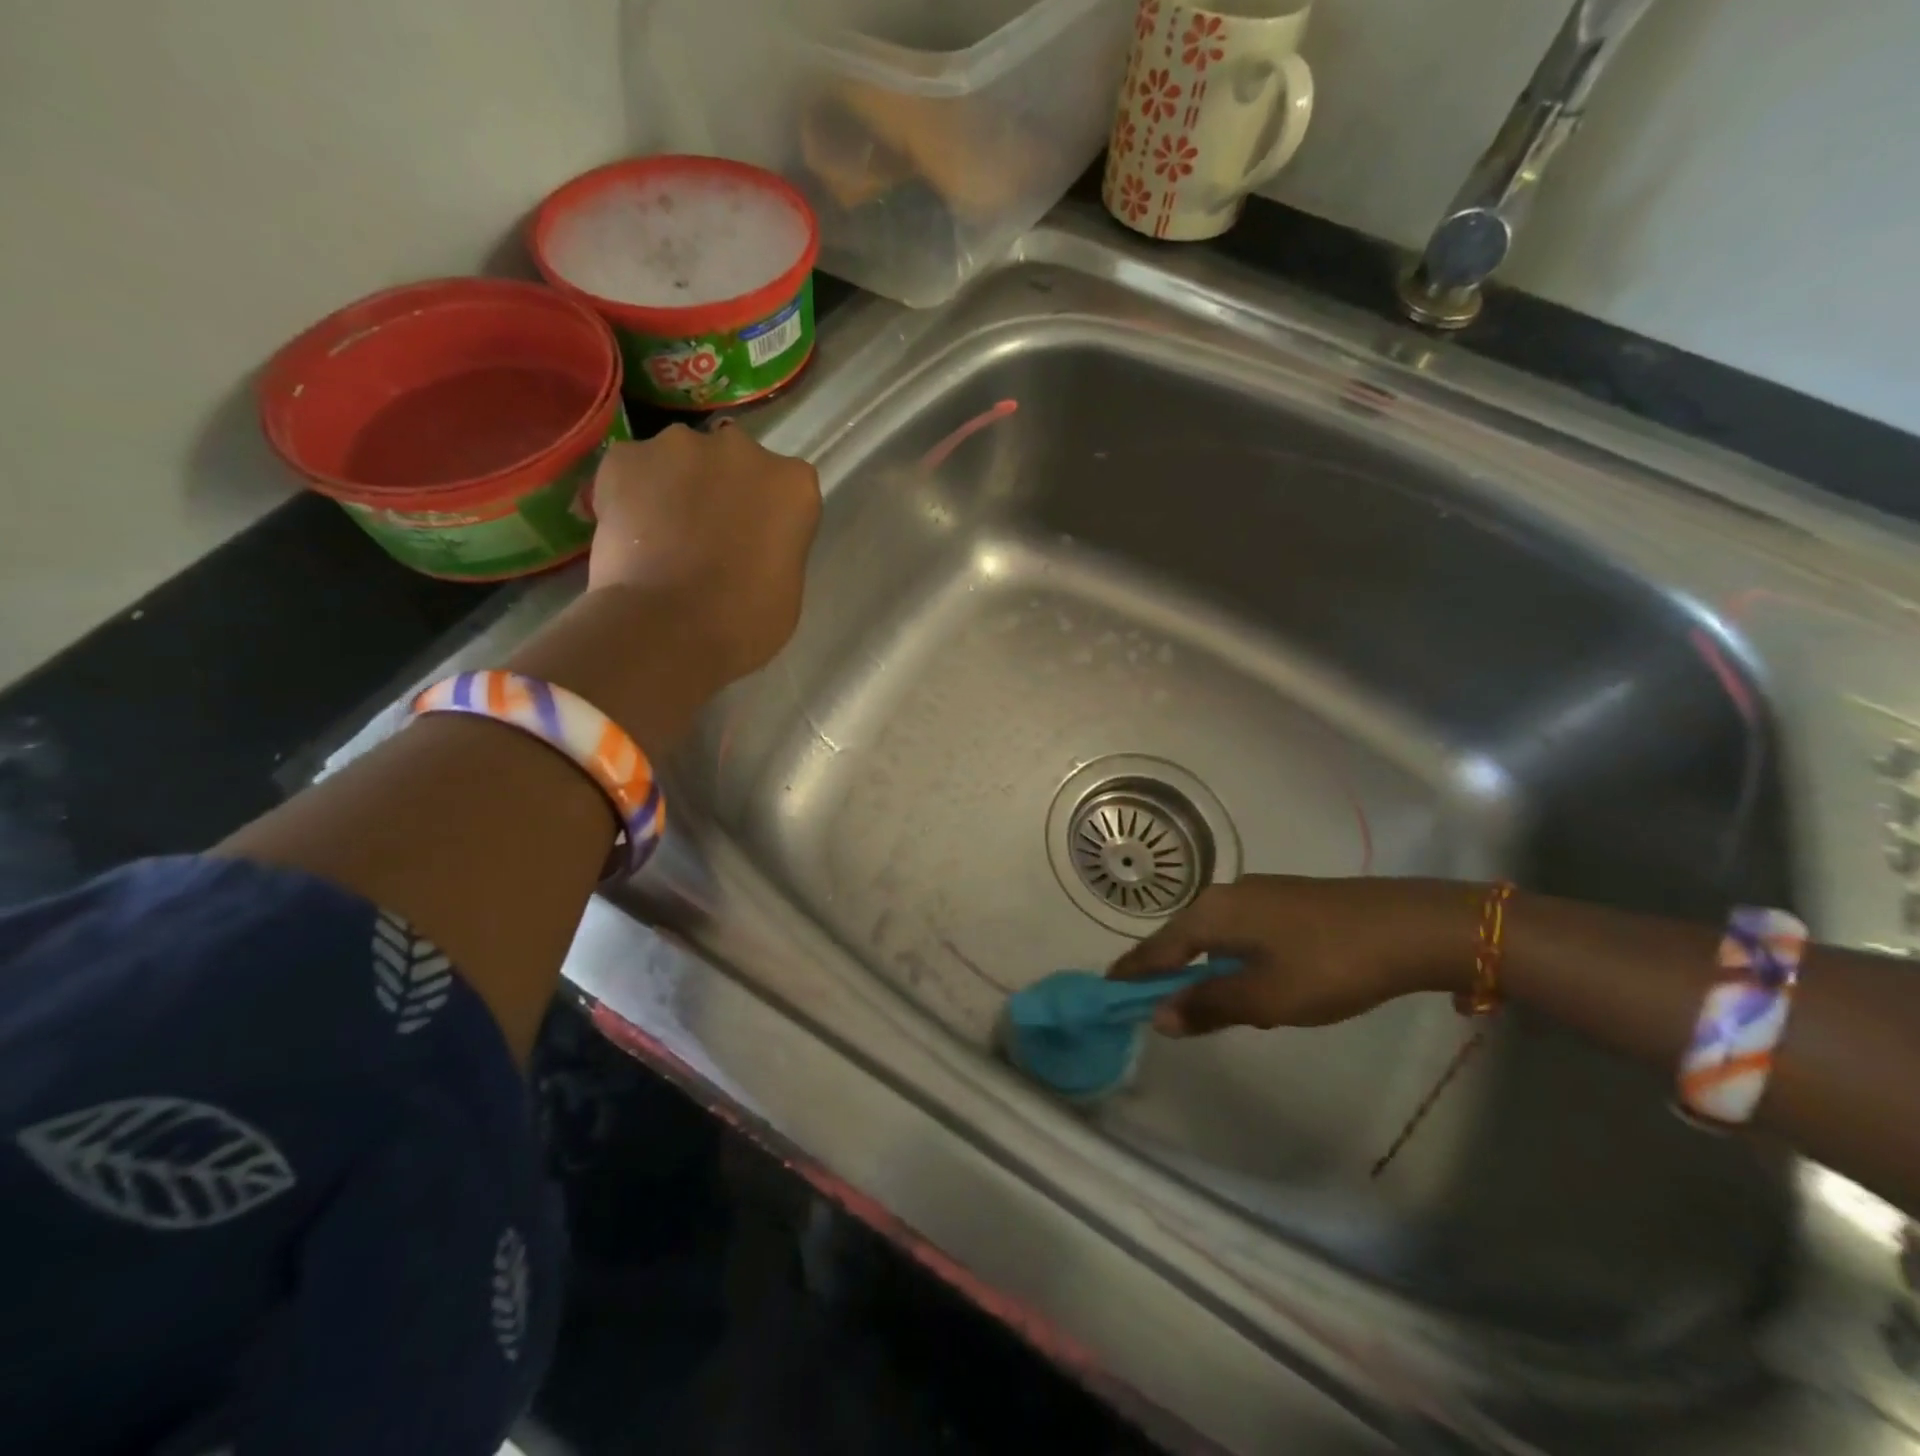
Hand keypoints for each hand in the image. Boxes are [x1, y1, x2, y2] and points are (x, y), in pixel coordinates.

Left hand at [587, 422, 820, 682]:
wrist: (669, 629)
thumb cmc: (746, 622)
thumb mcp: (786, 585)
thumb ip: (774, 546)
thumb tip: (749, 543)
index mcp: (793, 483)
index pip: (785, 486)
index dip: (765, 513)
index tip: (753, 540)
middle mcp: (741, 449)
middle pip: (733, 460)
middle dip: (722, 489)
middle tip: (706, 536)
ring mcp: (680, 446)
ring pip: (679, 460)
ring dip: (675, 486)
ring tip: (661, 536)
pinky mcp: (626, 457)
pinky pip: (631, 470)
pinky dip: (629, 493)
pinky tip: (628, 533)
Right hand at [1108, 876, 1482, 1035]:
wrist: (1409, 926)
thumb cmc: (1328, 964)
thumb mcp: (1266, 998)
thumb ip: (1210, 1005)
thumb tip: (1159, 1016)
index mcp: (1212, 912)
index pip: (1158, 947)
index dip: (1133, 972)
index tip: (1106, 990)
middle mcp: (1226, 895)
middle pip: (1182, 937)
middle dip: (1166, 969)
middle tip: (1148, 1000)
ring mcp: (1258, 893)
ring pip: (1214, 934)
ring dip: (1201, 966)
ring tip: (1195, 998)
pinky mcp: (1285, 901)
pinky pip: (1239, 931)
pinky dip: (1229, 957)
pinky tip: (1248, 978)